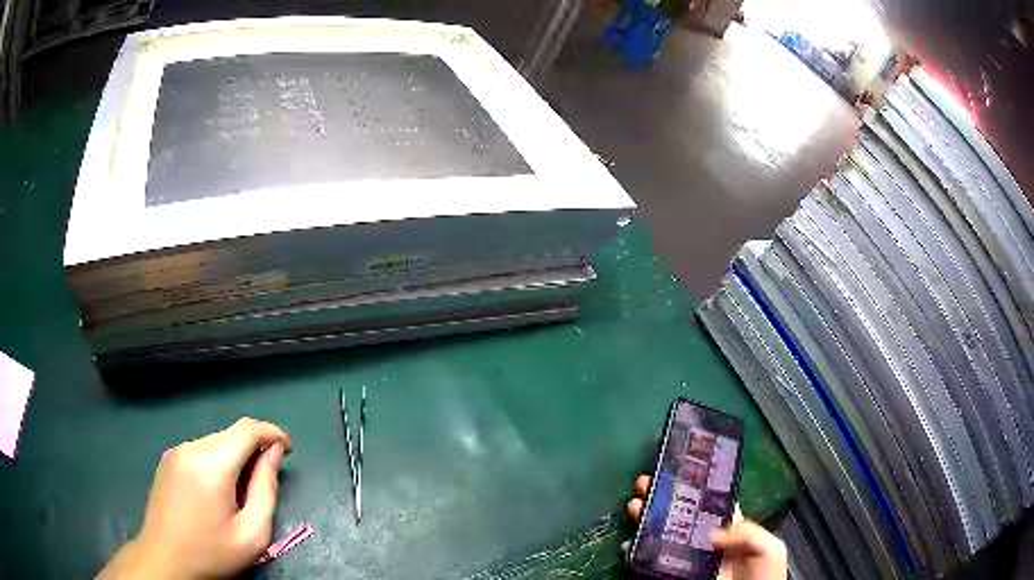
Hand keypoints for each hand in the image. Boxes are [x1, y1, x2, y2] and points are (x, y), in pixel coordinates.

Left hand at [98, 418, 293, 579]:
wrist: (165, 560)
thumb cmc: (212, 553)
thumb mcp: (252, 534)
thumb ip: (266, 490)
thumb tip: (273, 454)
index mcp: (211, 465)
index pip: (247, 430)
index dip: (273, 433)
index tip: (289, 450)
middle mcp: (190, 448)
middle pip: (231, 434)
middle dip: (255, 448)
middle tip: (269, 477)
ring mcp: (175, 452)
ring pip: (216, 441)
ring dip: (236, 455)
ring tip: (244, 488)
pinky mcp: (167, 460)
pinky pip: (201, 449)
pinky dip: (219, 460)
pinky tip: (220, 488)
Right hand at [626, 475, 786, 579]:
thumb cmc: (762, 578)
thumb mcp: (768, 549)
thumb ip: (749, 532)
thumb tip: (713, 532)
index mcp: (728, 532)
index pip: (707, 507)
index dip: (691, 489)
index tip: (674, 474)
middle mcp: (704, 544)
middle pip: (679, 518)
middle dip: (661, 500)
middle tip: (645, 484)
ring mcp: (687, 562)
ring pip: (661, 538)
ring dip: (645, 520)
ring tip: (635, 507)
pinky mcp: (672, 577)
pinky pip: (650, 564)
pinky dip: (637, 552)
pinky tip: (631, 543)